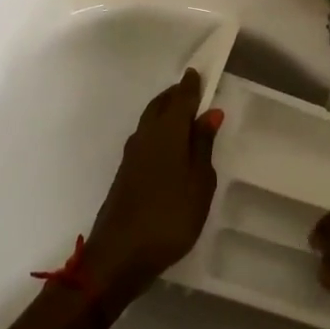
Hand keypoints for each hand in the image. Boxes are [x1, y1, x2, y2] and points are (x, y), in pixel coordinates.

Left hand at [87, 69, 222, 315]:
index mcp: (166, 132)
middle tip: (193, 91)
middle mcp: (145, 136)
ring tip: (185, 115)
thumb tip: (209, 113)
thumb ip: (203, 146)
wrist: (119, 256)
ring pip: (150, 121)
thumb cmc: (169, 217)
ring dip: (165, 112)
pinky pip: (145, 138)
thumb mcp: (199, 183)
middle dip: (175, 95)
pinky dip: (158, 131)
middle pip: (160, 105)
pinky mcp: (126, 173)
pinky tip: (169, 145)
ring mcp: (132, 155)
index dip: (191, 85)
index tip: (200, 72)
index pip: (180, 98)